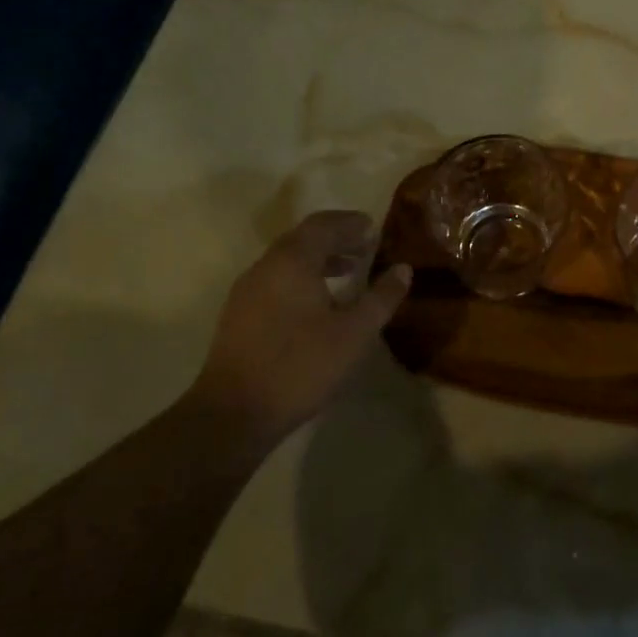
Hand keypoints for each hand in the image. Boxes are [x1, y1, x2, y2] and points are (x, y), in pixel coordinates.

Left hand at [187, 211, 412, 440]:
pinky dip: (302, 278)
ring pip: (287, 260)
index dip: (350, 223)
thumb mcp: (355, 333)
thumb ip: (382, 297)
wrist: (234, 413)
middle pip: (303, 238)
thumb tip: (403, 269)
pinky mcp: (239, 315)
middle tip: (365, 247)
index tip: (374, 228)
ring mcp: (247, 290)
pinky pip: (276, 280)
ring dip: (319, 259)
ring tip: (348, 273)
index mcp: (292, 261)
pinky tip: (318, 303)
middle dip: (336, 238)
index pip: (323, 224)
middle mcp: (266, 266)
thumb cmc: (301, 366)